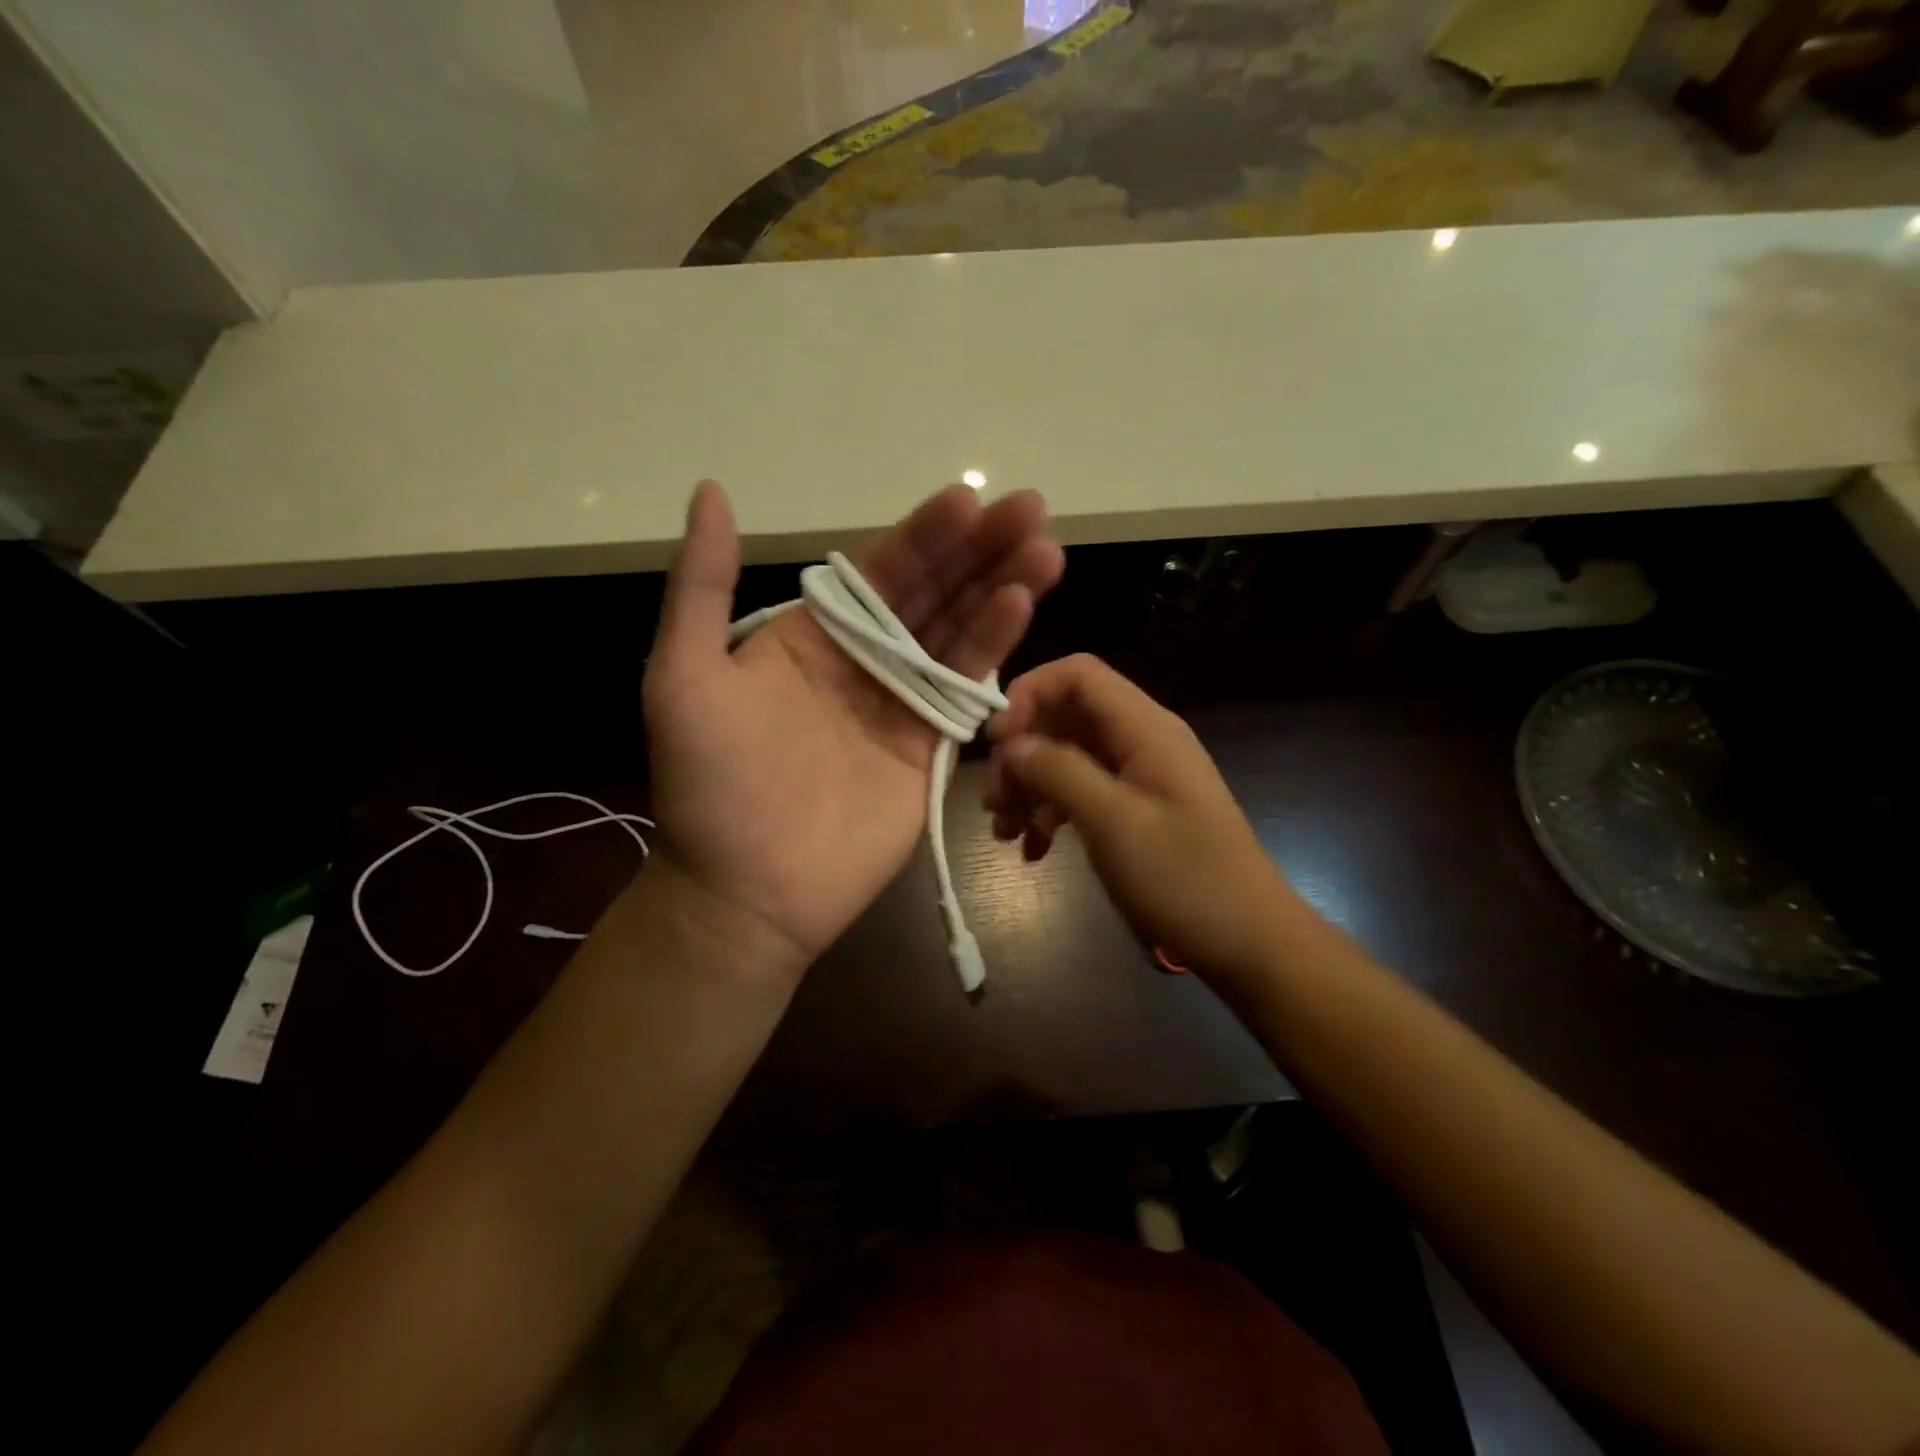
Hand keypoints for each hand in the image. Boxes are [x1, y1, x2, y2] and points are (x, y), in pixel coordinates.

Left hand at [642, 481, 1063, 976]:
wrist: (745, 890)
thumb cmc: (710, 784)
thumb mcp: (684, 675)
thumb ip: (703, 585)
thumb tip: (712, 491)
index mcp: (811, 634)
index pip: (878, 571)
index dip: (923, 534)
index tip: (969, 499)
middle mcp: (863, 659)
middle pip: (932, 593)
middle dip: (979, 551)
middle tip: (1030, 510)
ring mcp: (901, 702)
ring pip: (959, 634)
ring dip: (1001, 589)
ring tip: (1044, 551)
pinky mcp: (930, 746)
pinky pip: (965, 690)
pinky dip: (994, 650)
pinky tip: (1022, 609)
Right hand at [984, 654, 1299, 982]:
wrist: (1248, 941)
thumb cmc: (1184, 878)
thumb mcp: (1114, 823)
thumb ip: (1059, 772)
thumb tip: (1011, 743)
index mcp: (1144, 728)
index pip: (1078, 674)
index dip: (1029, 694)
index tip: (997, 743)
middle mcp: (1140, 740)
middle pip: (1065, 718)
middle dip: (1022, 752)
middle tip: (994, 802)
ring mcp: (1139, 775)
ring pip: (1067, 757)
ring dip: (1030, 788)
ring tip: (1005, 833)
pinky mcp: (1136, 808)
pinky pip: (1082, 792)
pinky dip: (1051, 813)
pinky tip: (1033, 850)